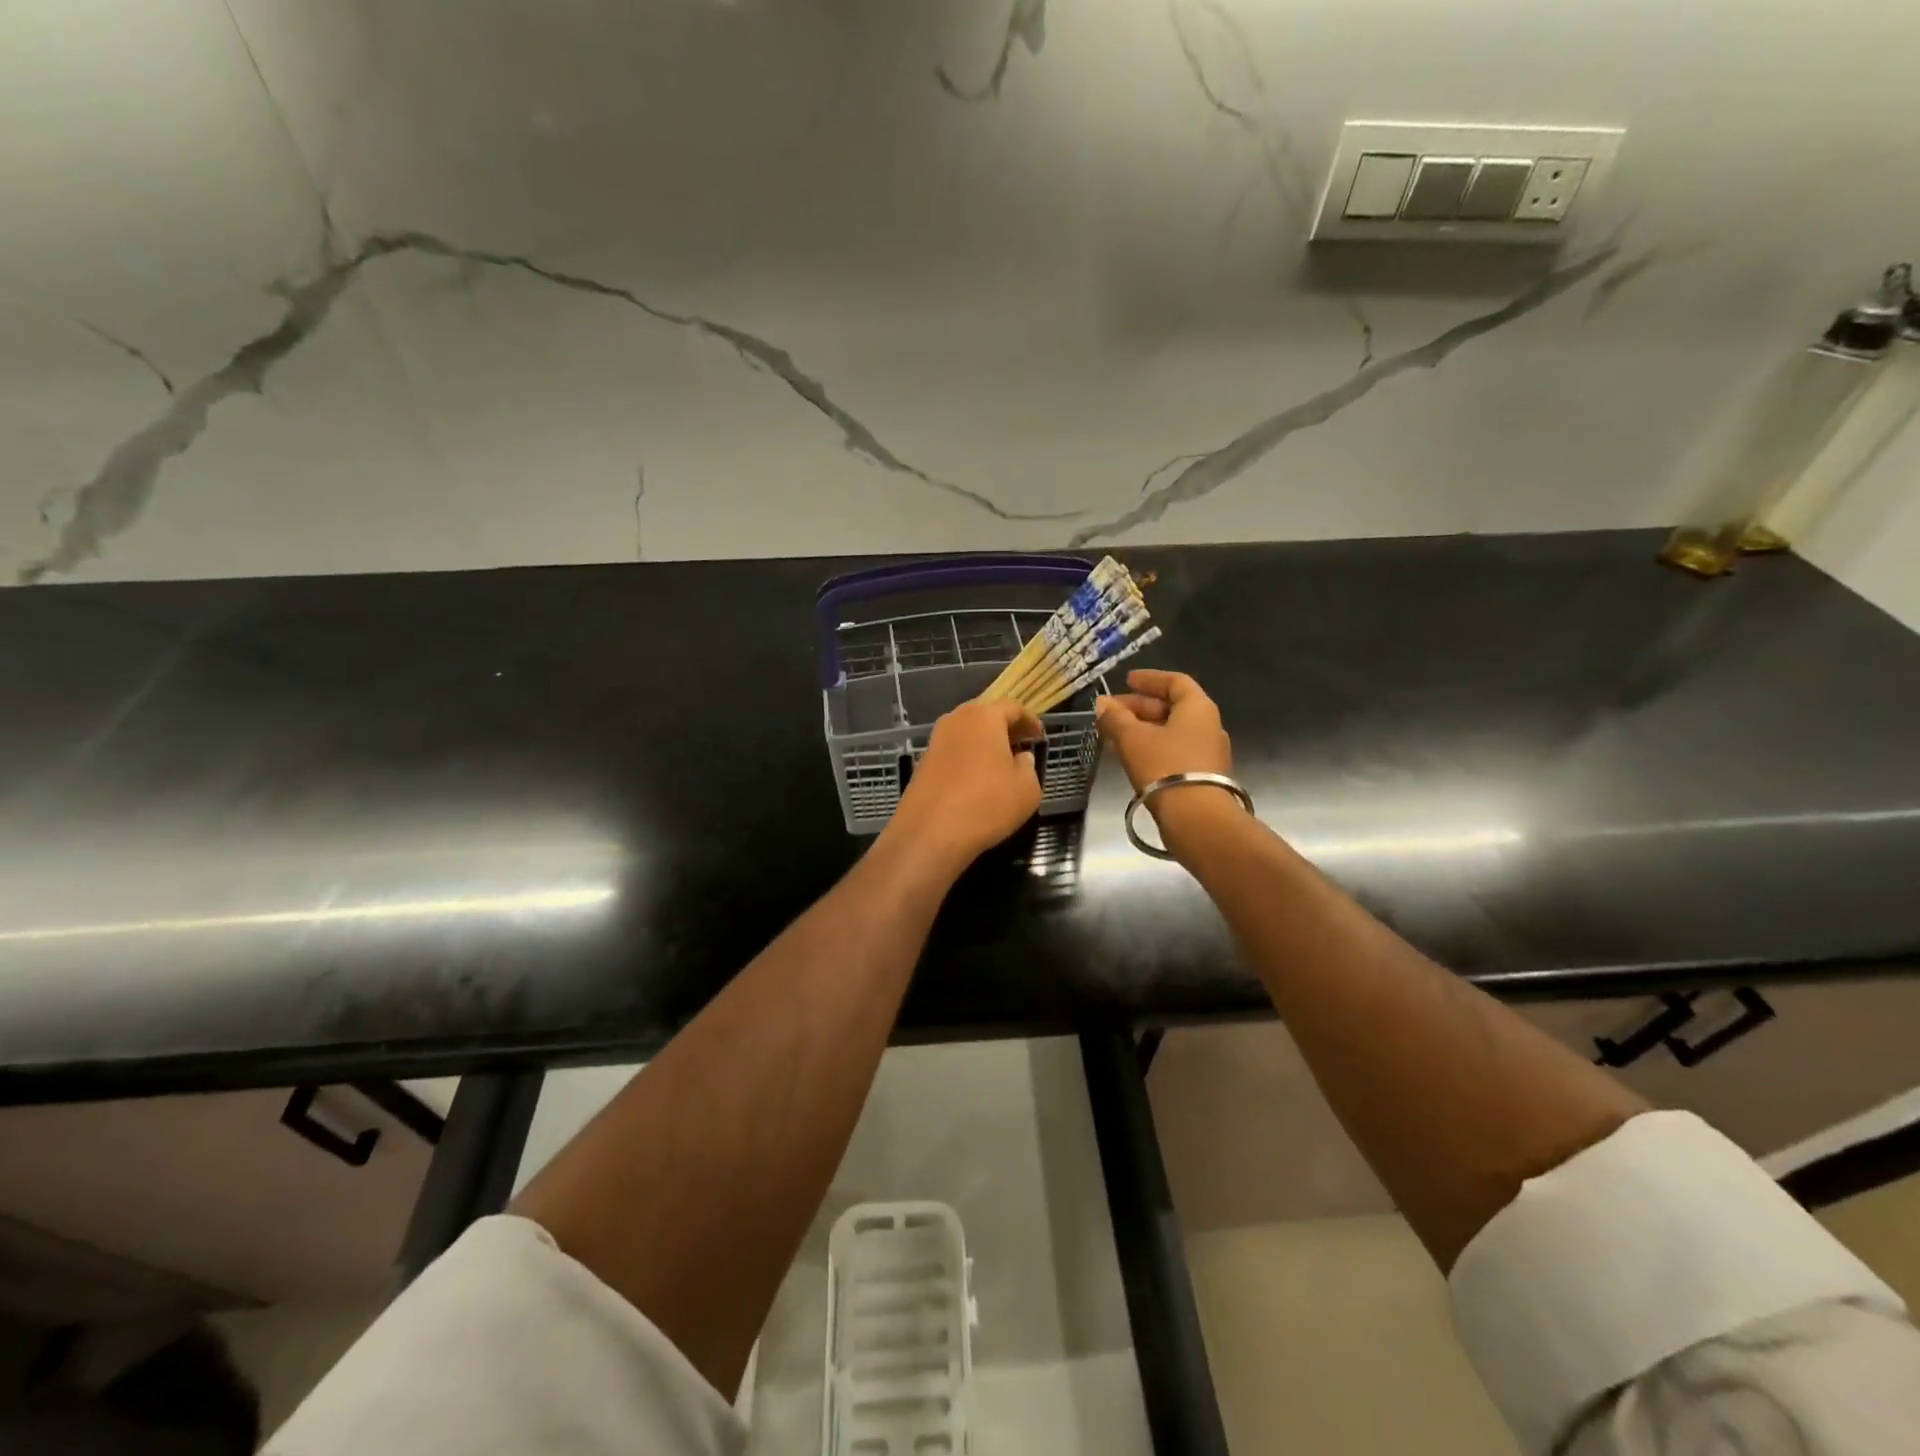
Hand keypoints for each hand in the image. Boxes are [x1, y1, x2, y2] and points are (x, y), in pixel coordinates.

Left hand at [885, 698, 1043, 872]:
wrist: (931, 832)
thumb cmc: (987, 804)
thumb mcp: (1027, 789)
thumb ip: (1028, 766)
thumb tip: (1021, 757)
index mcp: (984, 716)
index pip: (1012, 708)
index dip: (1029, 721)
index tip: (1038, 735)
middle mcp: (956, 720)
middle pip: (984, 715)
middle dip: (1003, 728)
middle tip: (1020, 744)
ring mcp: (935, 740)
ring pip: (966, 733)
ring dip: (984, 742)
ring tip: (1000, 762)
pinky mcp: (923, 762)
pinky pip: (952, 751)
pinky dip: (967, 757)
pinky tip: (976, 778)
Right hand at [1094, 669, 1230, 789]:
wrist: (1196, 818)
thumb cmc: (1164, 767)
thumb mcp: (1132, 738)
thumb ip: (1115, 718)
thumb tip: (1102, 704)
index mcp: (1197, 708)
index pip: (1175, 681)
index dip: (1149, 679)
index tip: (1127, 681)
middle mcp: (1208, 725)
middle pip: (1172, 707)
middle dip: (1139, 707)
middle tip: (1111, 712)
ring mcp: (1208, 752)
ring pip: (1172, 731)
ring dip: (1143, 729)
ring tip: (1115, 734)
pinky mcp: (1203, 775)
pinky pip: (1175, 750)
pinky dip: (1152, 747)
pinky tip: (1131, 756)